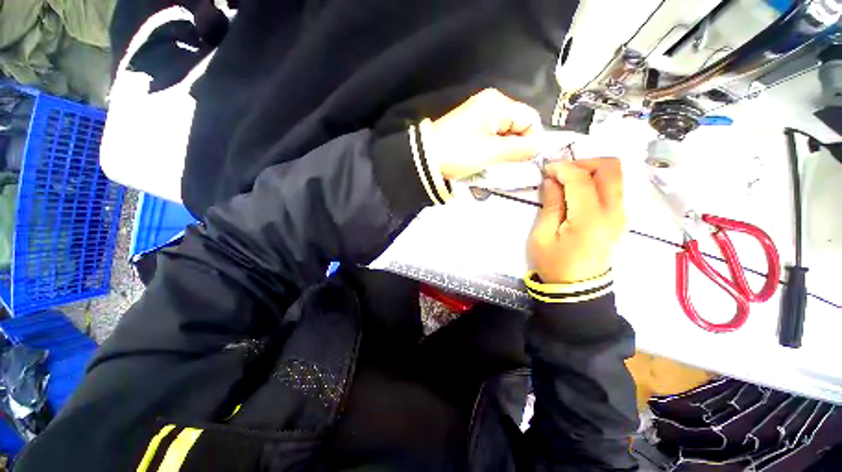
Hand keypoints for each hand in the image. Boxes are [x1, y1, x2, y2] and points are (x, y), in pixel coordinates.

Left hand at [425, 89, 542, 179]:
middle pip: (517, 124)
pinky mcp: (471, 127)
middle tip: (508, 164)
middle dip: (517, 145)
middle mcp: (490, 103)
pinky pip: (492, 136)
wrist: (426, 158)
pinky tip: (487, 159)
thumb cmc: (459, 153)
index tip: (526, 160)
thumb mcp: (491, 152)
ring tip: (495, 163)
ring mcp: (479, 115)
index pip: (529, 118)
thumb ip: (519, 149)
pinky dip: (493, 148)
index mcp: (497, 103)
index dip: (532, 139)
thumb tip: (540, 148)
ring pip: (505, 132)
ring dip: (504, 149)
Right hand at [528, 158, 625, 283]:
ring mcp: (621, 215)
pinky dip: (597, 182)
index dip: (563, 168)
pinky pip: (614, 189)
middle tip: (561, 172)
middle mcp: (613, 213)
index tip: (546, 169)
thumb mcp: (543, 236)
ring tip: (567, 181)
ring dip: (591, 171)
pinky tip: (577, 192)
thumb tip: (552, 181)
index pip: (582, 179)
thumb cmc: (554, 264)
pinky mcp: (620, 219)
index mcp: (590, 219)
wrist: (577, 289)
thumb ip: (550, 205)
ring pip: (616, 176)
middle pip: (611, 169)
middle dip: (584, 162)